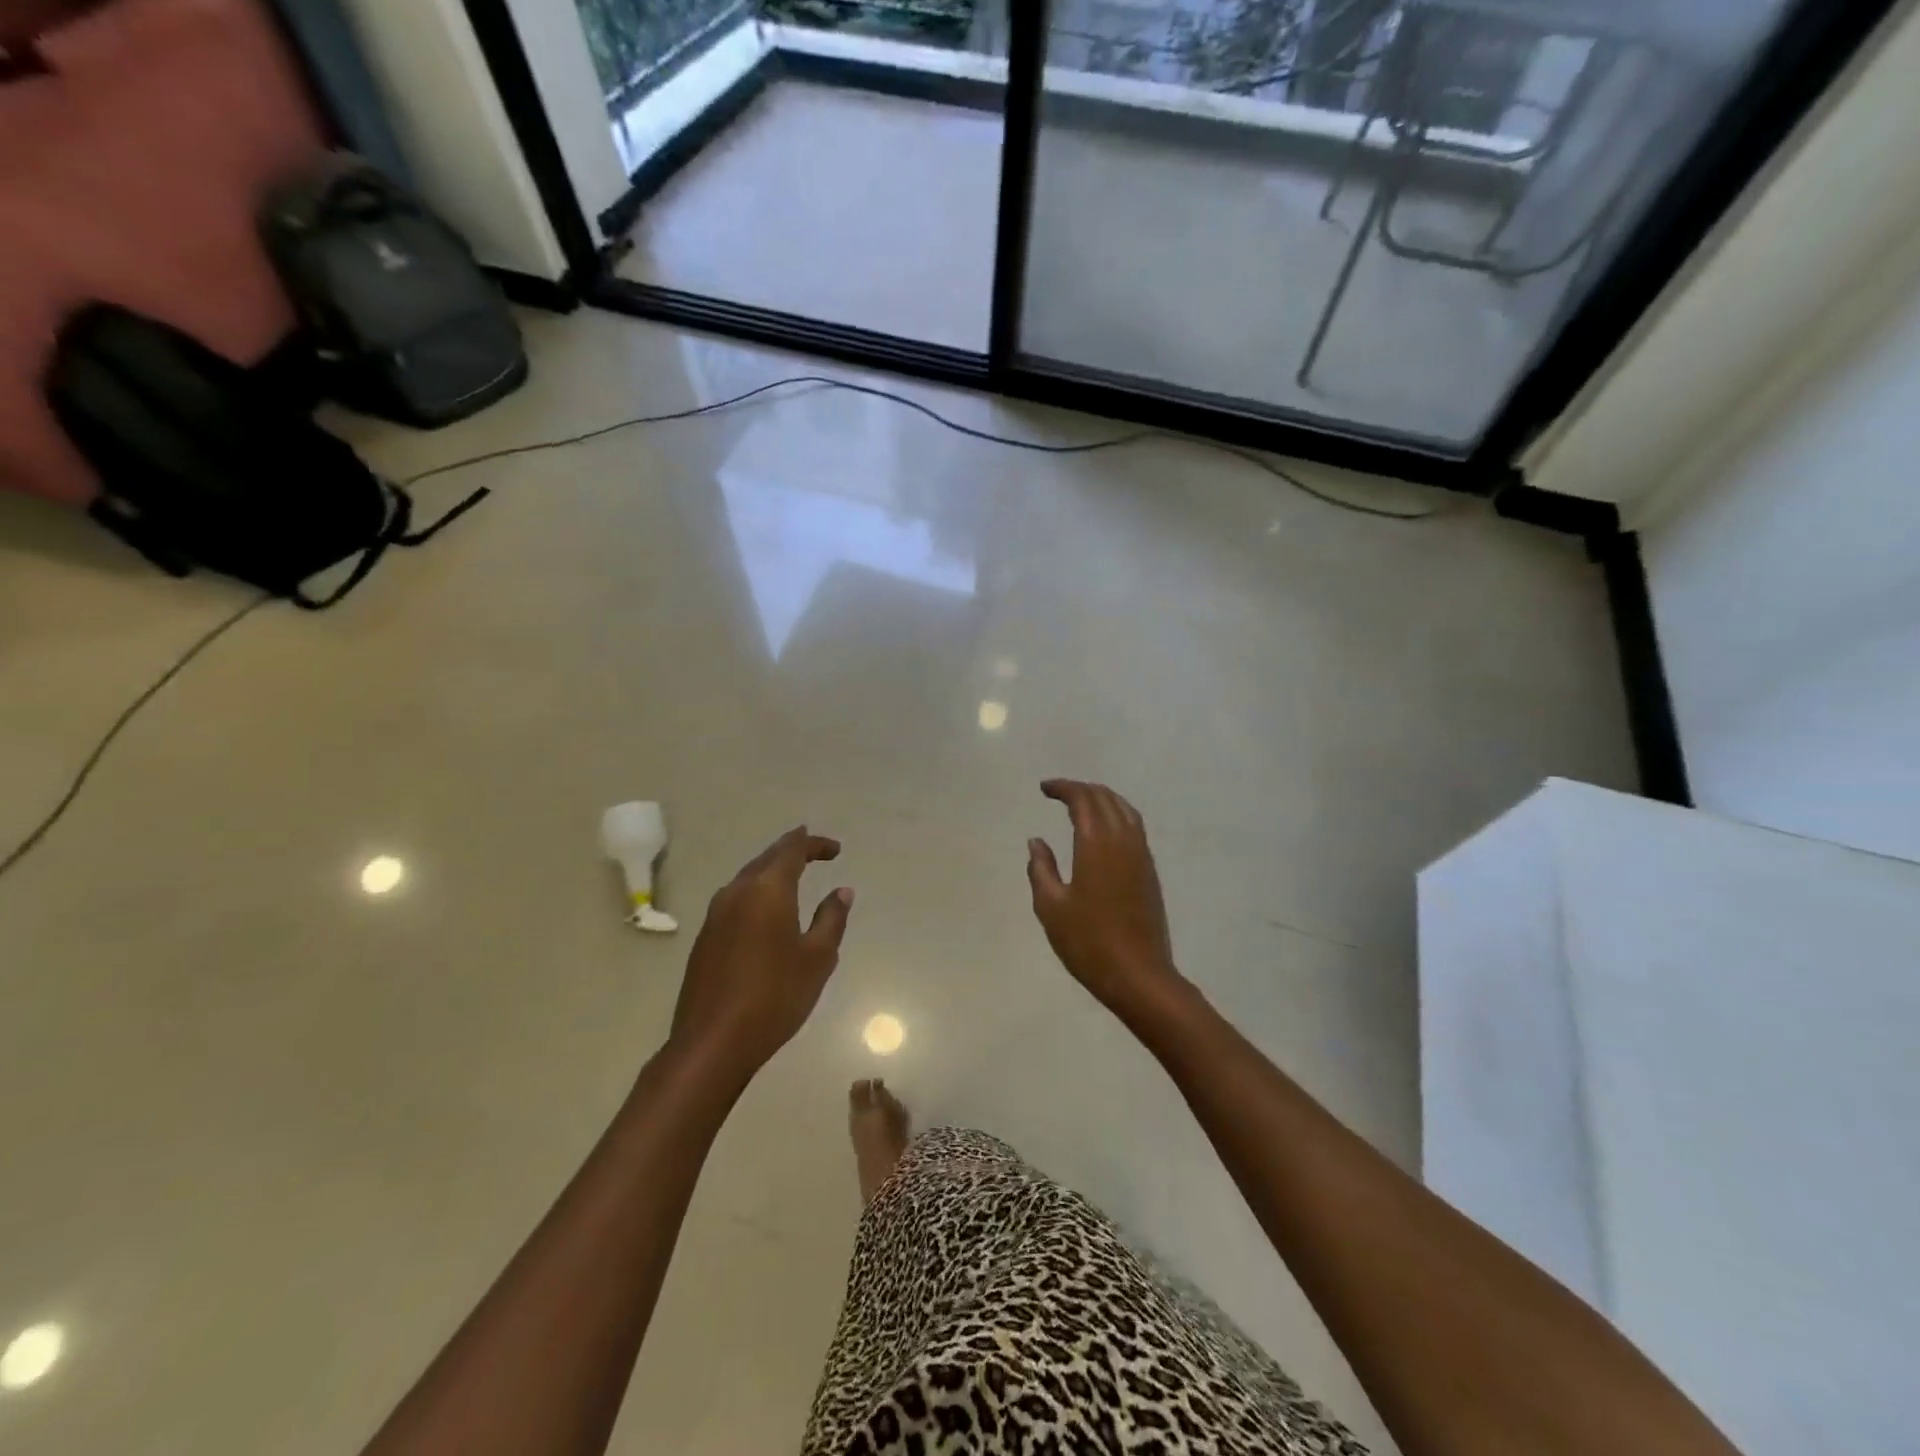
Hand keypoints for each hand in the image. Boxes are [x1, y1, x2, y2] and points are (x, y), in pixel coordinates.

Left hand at [670, 827, 853, 1083]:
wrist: (713, 1041)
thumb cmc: (775, 995)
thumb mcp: (818, 958)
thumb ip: (831, 918)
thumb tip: (842, 891)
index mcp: (768, 890)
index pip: (792, 849)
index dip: (814, 843)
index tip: (835, 850)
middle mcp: (737, 892)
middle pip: (767, 858)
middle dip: (791, 850)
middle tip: (814, 850)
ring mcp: (716, 914)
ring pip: (748, 878)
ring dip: (771, 871)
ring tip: (793, 875)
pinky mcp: (705, 937)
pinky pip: (735, 899)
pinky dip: (756, 892)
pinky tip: (765, 909)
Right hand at [1027, 780, 1186, 1021]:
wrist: (1139, 975)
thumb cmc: (1088, 942)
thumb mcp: (1051, 907)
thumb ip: (1041, 869)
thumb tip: (1036, 841)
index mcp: (1097, 843)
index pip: (1082, 799)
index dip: (1063, 788)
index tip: (1044, 789)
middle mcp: (1123, 840)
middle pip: (1105, 798)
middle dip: (1081, 789)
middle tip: (1058, 793)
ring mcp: (1141, 855)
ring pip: (1124, 810)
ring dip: (1102, 799)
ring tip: (1081, 803)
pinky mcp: (1149, 871)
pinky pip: (1134, 826)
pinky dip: (1117, 814)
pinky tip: (1104, 829)